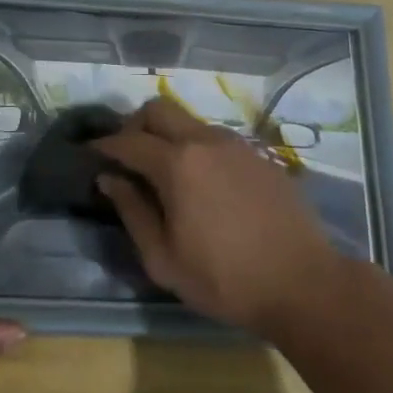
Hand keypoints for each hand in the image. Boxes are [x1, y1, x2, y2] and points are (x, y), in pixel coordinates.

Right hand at [94, 98, 346, 336]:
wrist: (303, 283)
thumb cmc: (224, 279)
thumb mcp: (163, 258)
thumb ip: (132, 211)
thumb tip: (109, 179)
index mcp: (177, 164)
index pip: (128, 141)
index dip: (103, 146)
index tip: (90, 155)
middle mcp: (206, 141)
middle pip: (158, 109)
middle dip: (134, 126)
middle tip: (127, 157)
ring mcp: (237, 144)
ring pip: (190, 121)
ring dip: (168, 136)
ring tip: (165, 174)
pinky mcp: (260, 155)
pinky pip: (216, 139)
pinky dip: (197, 149)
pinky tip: (203, 184)